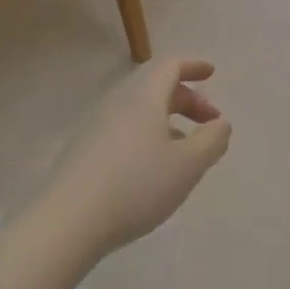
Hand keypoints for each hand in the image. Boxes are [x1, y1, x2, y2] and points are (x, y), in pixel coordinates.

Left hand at [44, 58, 231, 259]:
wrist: (69, 222)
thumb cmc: (137, 186)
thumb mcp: (189, 165)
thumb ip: (212, 140)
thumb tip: (221, 124)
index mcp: (144, 99)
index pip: (170, 66)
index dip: (193, 66)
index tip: (211, 74)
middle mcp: (118, 105)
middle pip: (156, 88)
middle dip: (187, 99)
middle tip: (210, 124)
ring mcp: (96, 128)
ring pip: (140, 112)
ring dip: (168, 121)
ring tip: (186, 149)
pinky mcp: (84, 152)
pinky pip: (124, 131)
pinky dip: (148, 137)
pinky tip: (154, 168)